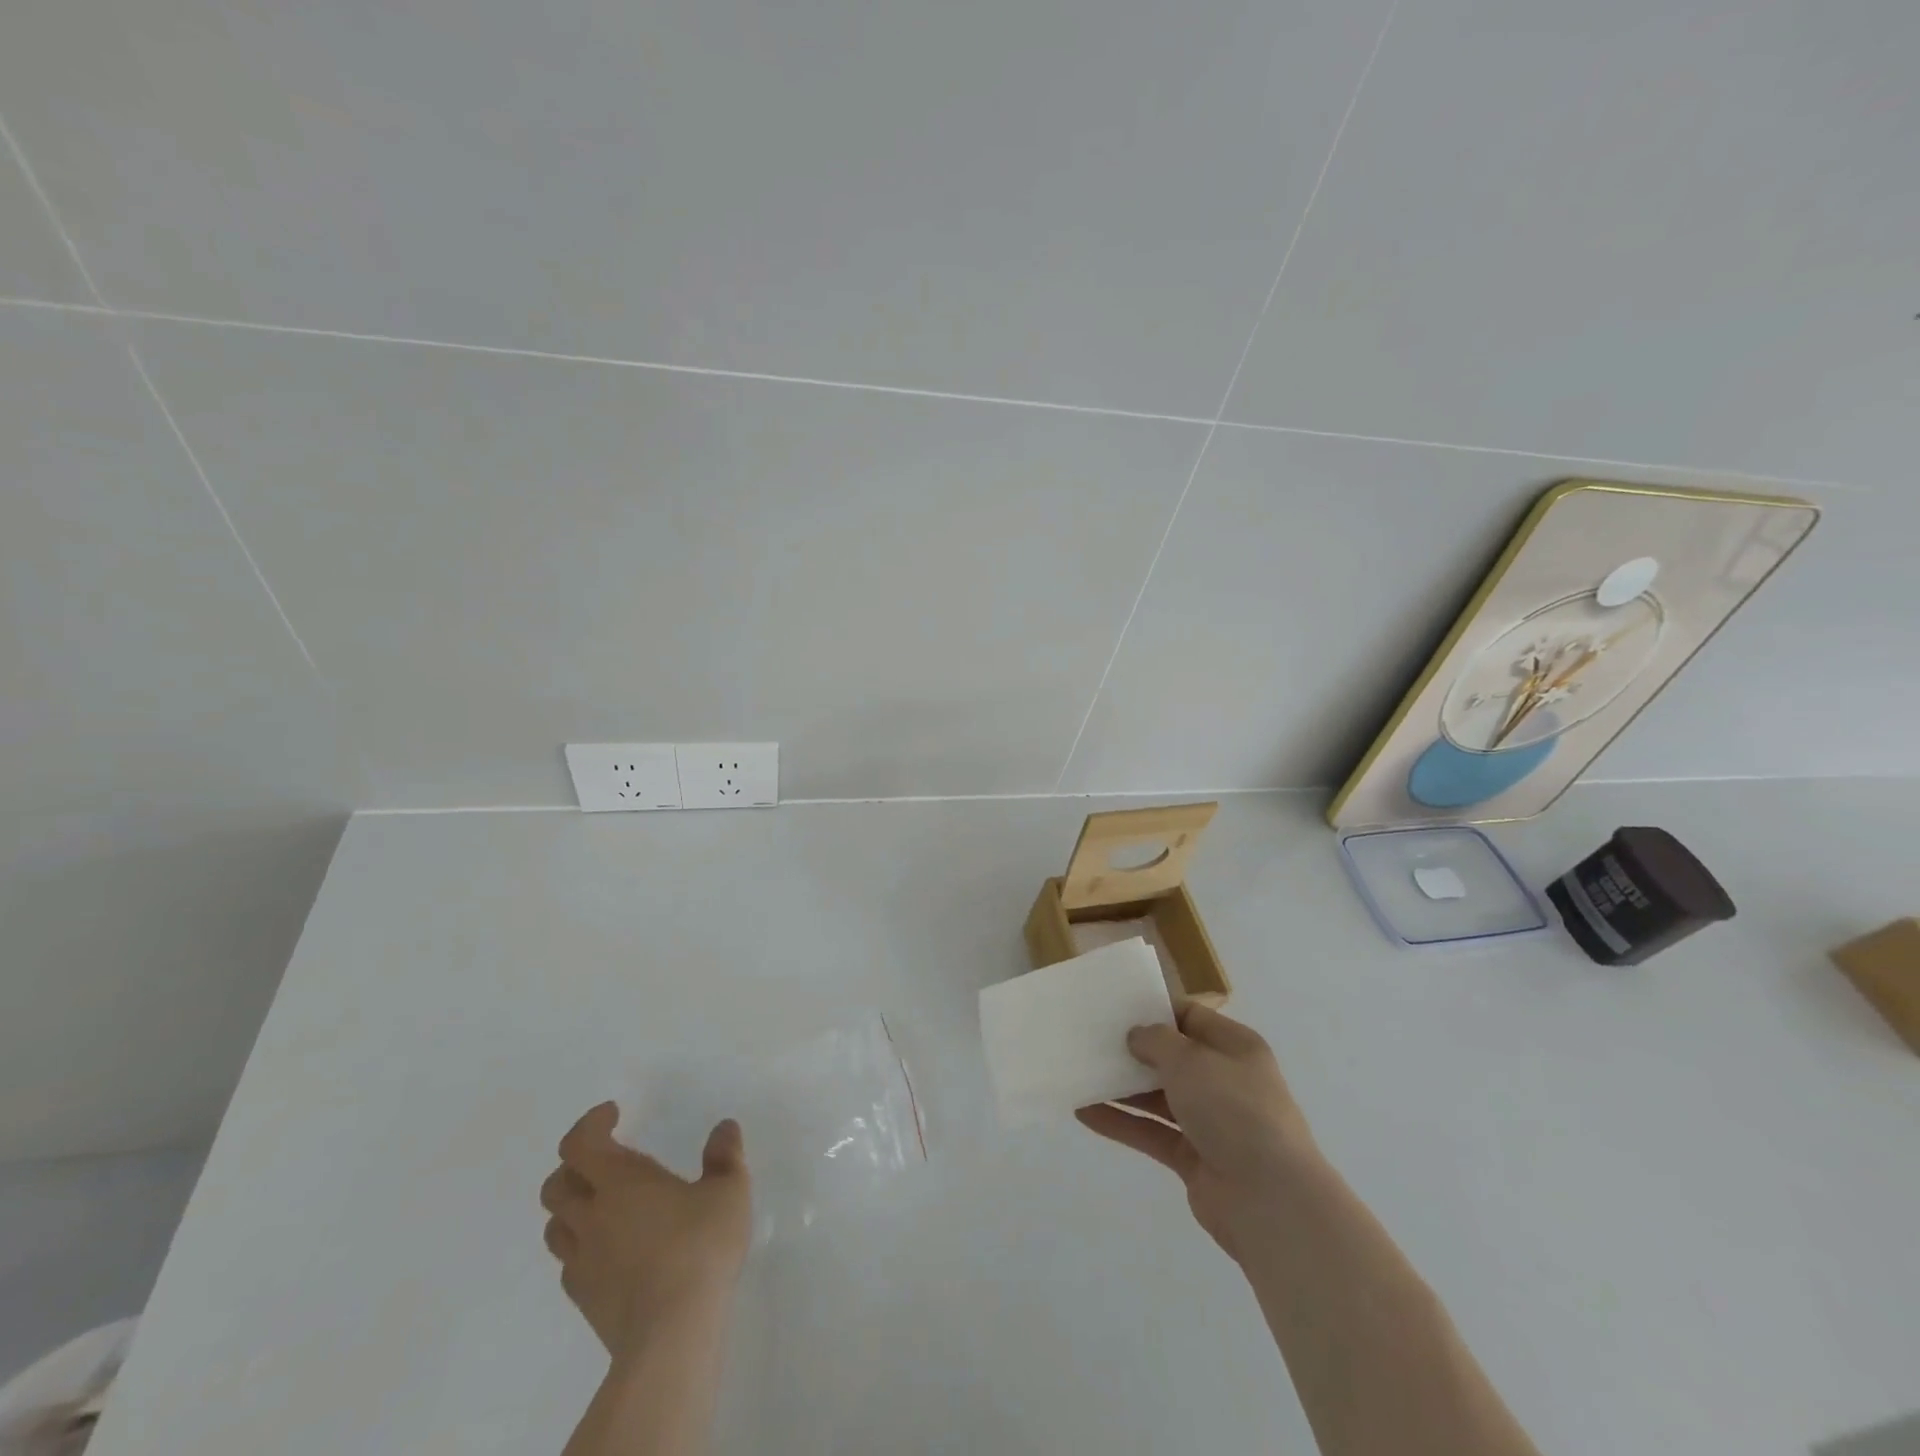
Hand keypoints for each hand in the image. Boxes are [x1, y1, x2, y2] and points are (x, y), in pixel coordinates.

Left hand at [540, 1103, 752, 1360]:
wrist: (671, 1333)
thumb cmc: (700, 1247)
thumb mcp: (728, 1190)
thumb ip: (725, 1156)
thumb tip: (724, 1128)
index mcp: (620, 1181)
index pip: (579, 1144)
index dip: (589, 1124)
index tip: (613, 1114)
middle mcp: (591, 1216)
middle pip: (556, 1185)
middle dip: (575, 1165)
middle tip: (607, 1159)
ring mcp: (583, 1261)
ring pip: (556, 1226)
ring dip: (573, 1207)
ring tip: (605, 1204)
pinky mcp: (585, 1300)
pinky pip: (570, 1263)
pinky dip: (583, 1246)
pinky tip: (613, 1250)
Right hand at [1077, 1003, 1316, 1260]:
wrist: (1270, 1200)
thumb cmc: (1233, 1109)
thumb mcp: (1190, 1059)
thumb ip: (1156, 1041)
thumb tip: (1136, 1036)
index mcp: (1235, 1048)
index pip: (1191, 1017)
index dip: (1155, 1010)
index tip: (1116, 1008)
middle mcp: (1225, 1081)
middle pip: (1172, 1058)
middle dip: (1133, 1050)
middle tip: (1091, 1039)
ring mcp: (1211, 1122)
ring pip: (1158, 1096)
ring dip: (1122, 1087)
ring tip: (1080, 1073)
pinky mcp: (1194, 1158)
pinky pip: (1151, 1132)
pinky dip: (1121, 1122)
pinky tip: (1084, 1112)